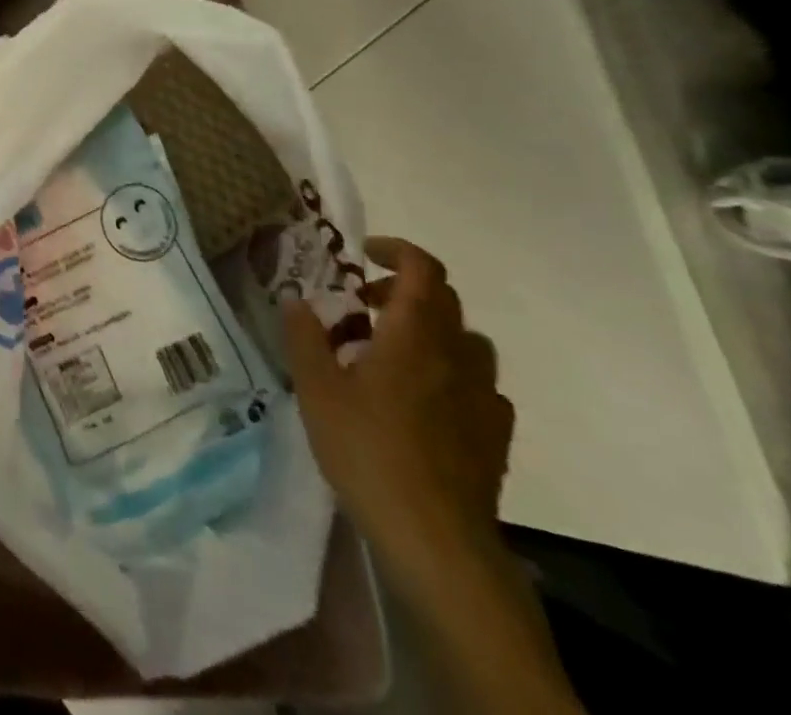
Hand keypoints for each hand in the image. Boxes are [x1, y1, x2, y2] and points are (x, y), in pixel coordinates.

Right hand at [283, 237, 514, 590]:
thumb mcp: (316, 388)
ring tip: (389, 354)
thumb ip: (304, 336)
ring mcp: (483, 396)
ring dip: (428, 331)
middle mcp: (456, 355)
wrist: (436, 539)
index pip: (422, 269)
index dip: (395, 251)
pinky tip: (422, 401)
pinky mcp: (495, 435)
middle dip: (400, 290)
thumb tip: (295, 298)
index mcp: (414, 334)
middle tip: (359, 306)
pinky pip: (477, 384)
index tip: (363, 254)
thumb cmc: (368, 450)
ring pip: (465, 340)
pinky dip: (450, 374)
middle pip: (443, 299)